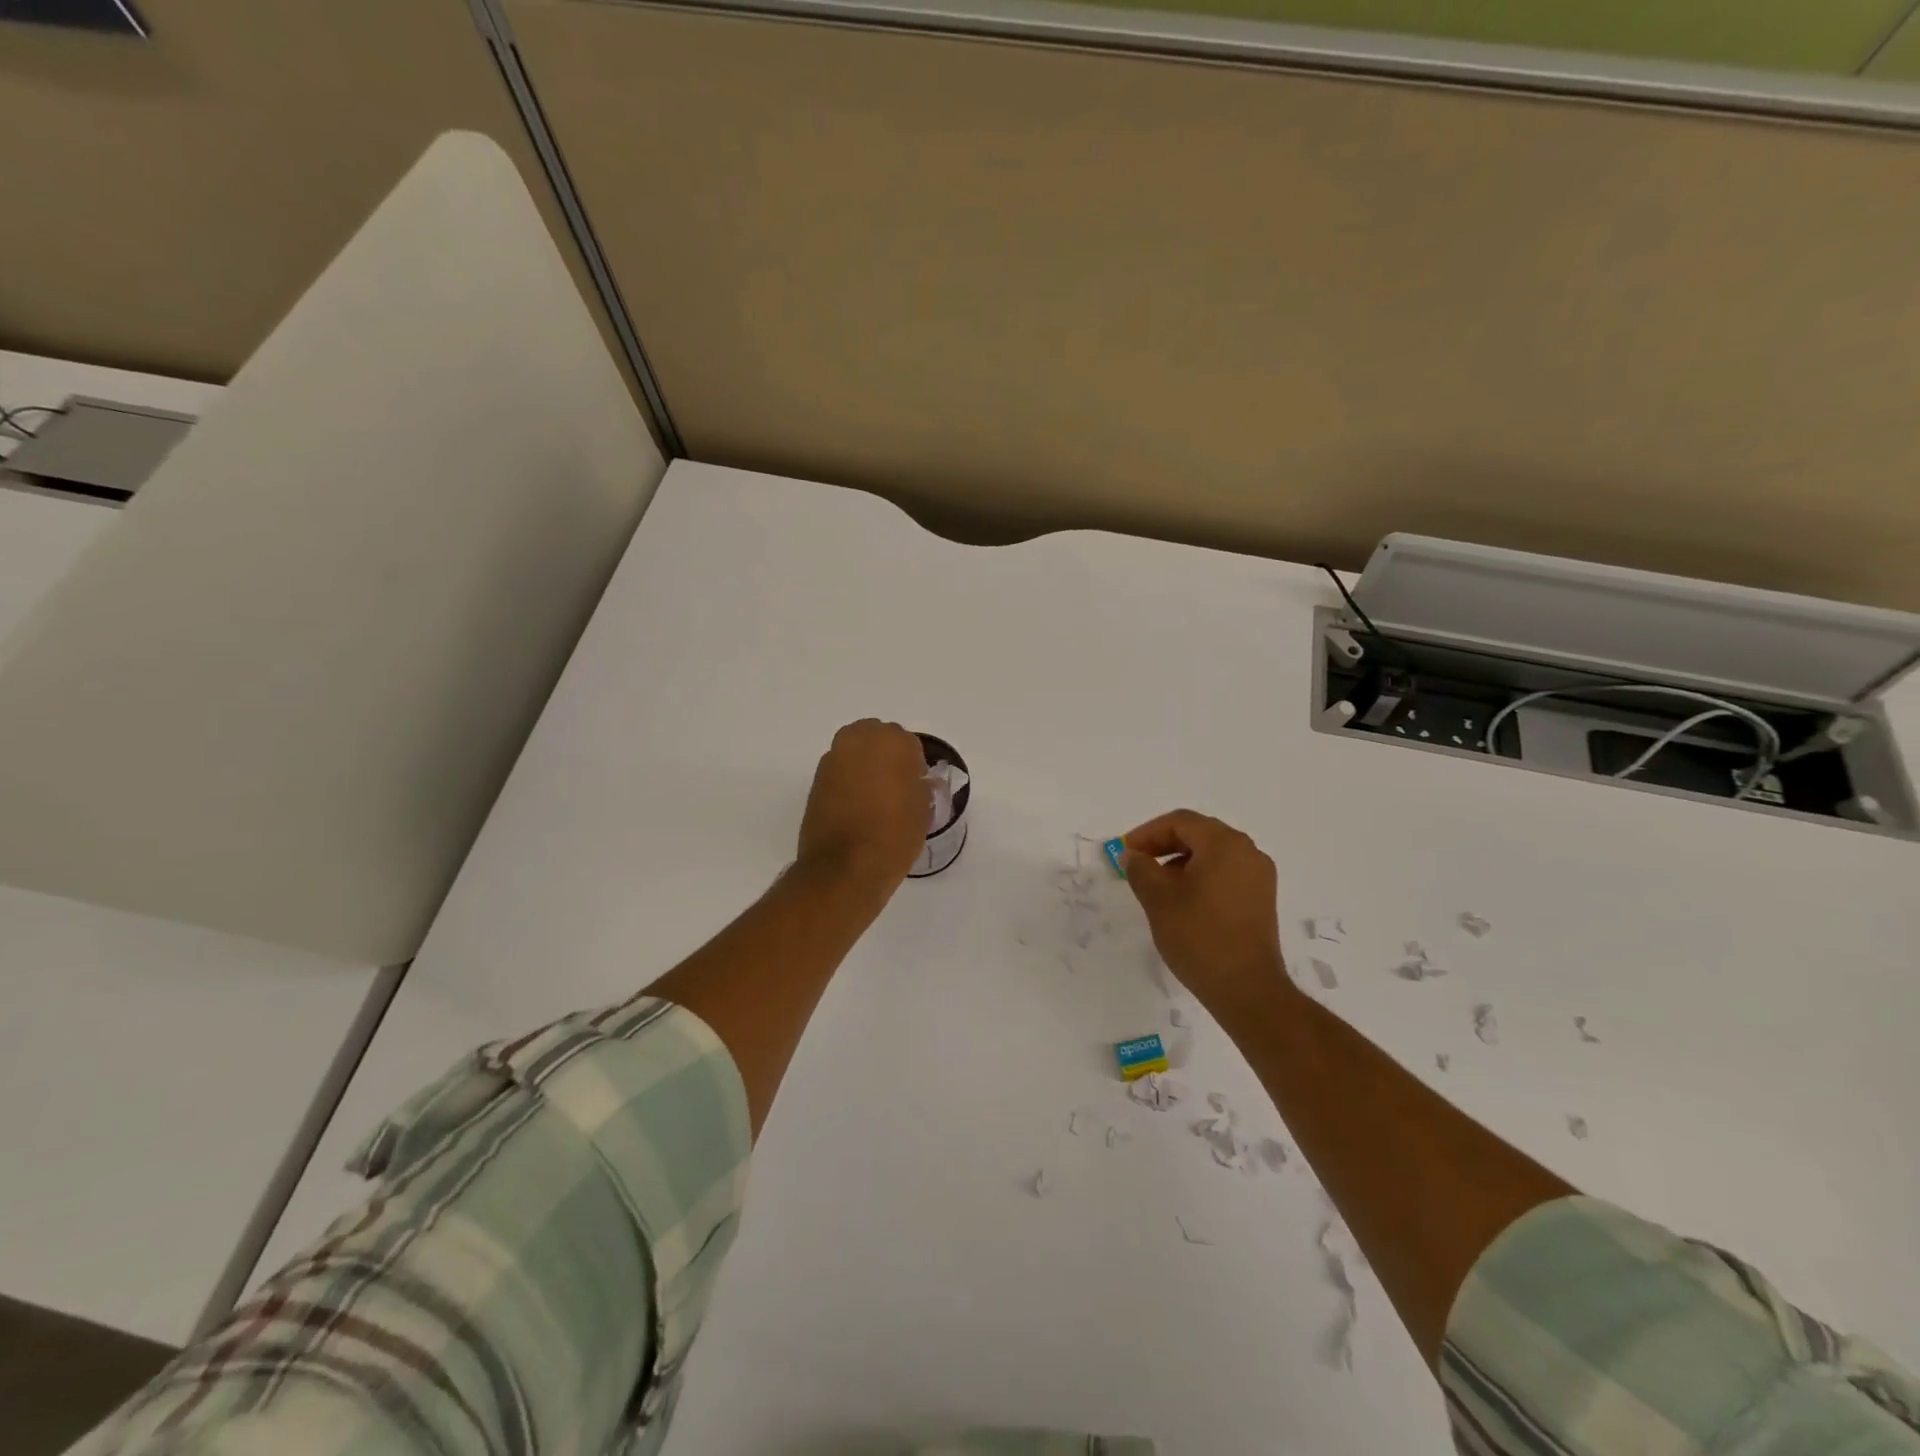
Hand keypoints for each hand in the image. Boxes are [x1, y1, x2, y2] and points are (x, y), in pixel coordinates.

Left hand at [797, 719, 930, 892]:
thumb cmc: (894, 835)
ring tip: (873, 799)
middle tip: (894, 788)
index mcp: (892, 742)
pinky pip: (839, 772)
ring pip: (855, 753)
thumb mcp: (922, 811)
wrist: (845, 867)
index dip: (914, 767)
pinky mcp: (815, 780)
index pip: (909, 745)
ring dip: (864, 767)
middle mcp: (859, 740)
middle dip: (886, 757)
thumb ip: (920, 787)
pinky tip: (855, 808)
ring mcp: (833, 758)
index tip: (915, 788)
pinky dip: (847, 782)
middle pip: (877, 739)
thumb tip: (917, 782)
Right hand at [1120, 810, 1289, 1016]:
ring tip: (1157, 884)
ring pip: (1213, 854)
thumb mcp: (1158, 899)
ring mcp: (1259, 876)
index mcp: (1224, 844)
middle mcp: (1247, 852)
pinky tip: (1183, 900)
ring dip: (1181, 861)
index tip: (1126, 852)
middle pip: (1199, 833)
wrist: (1247, 989)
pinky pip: (1226, 872)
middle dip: (1164, 844)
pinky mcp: (1261, 898)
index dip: (1148, 833)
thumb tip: (1133, 855)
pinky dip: (1201, 876)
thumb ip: (1140, 869)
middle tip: (1137, 863)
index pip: (1180, 822)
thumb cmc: (1199, 937)